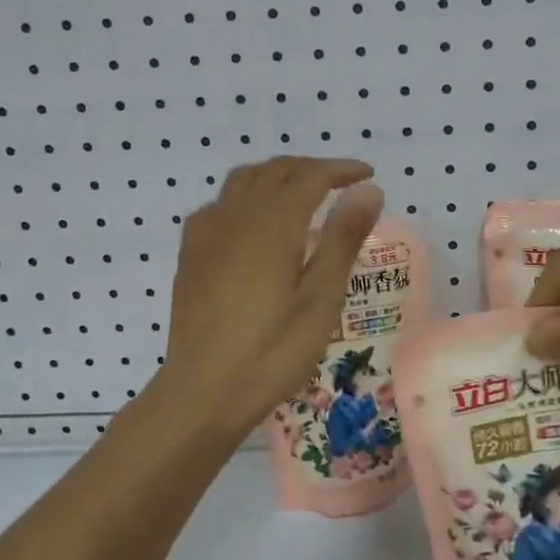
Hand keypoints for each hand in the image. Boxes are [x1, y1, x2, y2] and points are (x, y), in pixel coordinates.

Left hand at [157, 156, 383, 439]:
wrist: (202, 391)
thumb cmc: (272, 351)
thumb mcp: (321, 299)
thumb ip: (343, 238)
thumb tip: (368, 190)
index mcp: (273, 224)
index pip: (310, 176)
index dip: (341, 169)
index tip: (367, 174)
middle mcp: (236, 215)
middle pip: (275, 170)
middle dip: (310, 169)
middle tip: (341, 184)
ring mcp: (207, 232)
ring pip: (244, 180)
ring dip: (277, 176)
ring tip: (301, 196)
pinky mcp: (190, 253)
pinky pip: (221, 203)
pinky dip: (247, 197)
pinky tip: (254, 225)